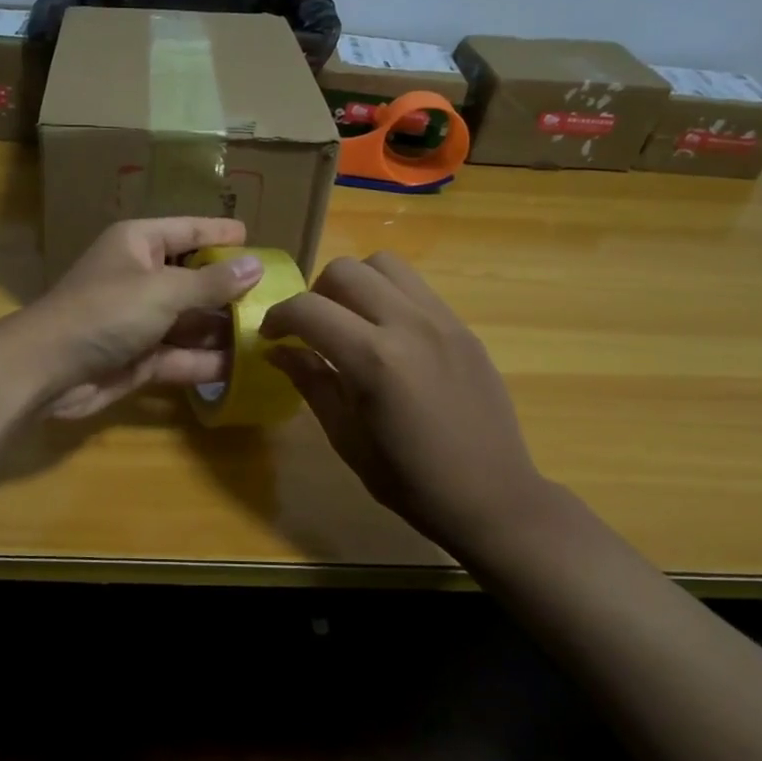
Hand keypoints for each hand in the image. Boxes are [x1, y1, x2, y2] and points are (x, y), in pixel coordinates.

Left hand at [25, 218, 264, 419]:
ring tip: (272, 334)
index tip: (257, 239)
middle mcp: (141, 277)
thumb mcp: (163, 290)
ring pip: (191, 321)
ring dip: (224, 330)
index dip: (222, 234)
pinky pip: (182, 355)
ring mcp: (141, 321)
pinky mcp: (141, 358)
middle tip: (278, 297)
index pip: (189, 231)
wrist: (48, 370)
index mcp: (139, 244)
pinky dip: (207, 362)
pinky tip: (245, 368)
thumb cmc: (106, 312)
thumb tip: (256, 265)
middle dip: (232, 290)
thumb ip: (212, 282)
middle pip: (195, 279)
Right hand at [261, 253, 557, 551]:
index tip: (270, 336)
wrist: (491, 496)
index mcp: (374, 360)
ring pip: (384, 264)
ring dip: (355, 284)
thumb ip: (311, 382)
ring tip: (350, 321)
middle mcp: (409, 324)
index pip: (308, 309)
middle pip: (345, 271)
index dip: (278, 317)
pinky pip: (416, 287)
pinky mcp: (463, 326)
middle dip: (314, 294)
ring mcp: (442, 320)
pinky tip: (386, 334)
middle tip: (311, 329)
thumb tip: (277, 351)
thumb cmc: (409, 480)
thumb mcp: (346, 437)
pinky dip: (388, 295)